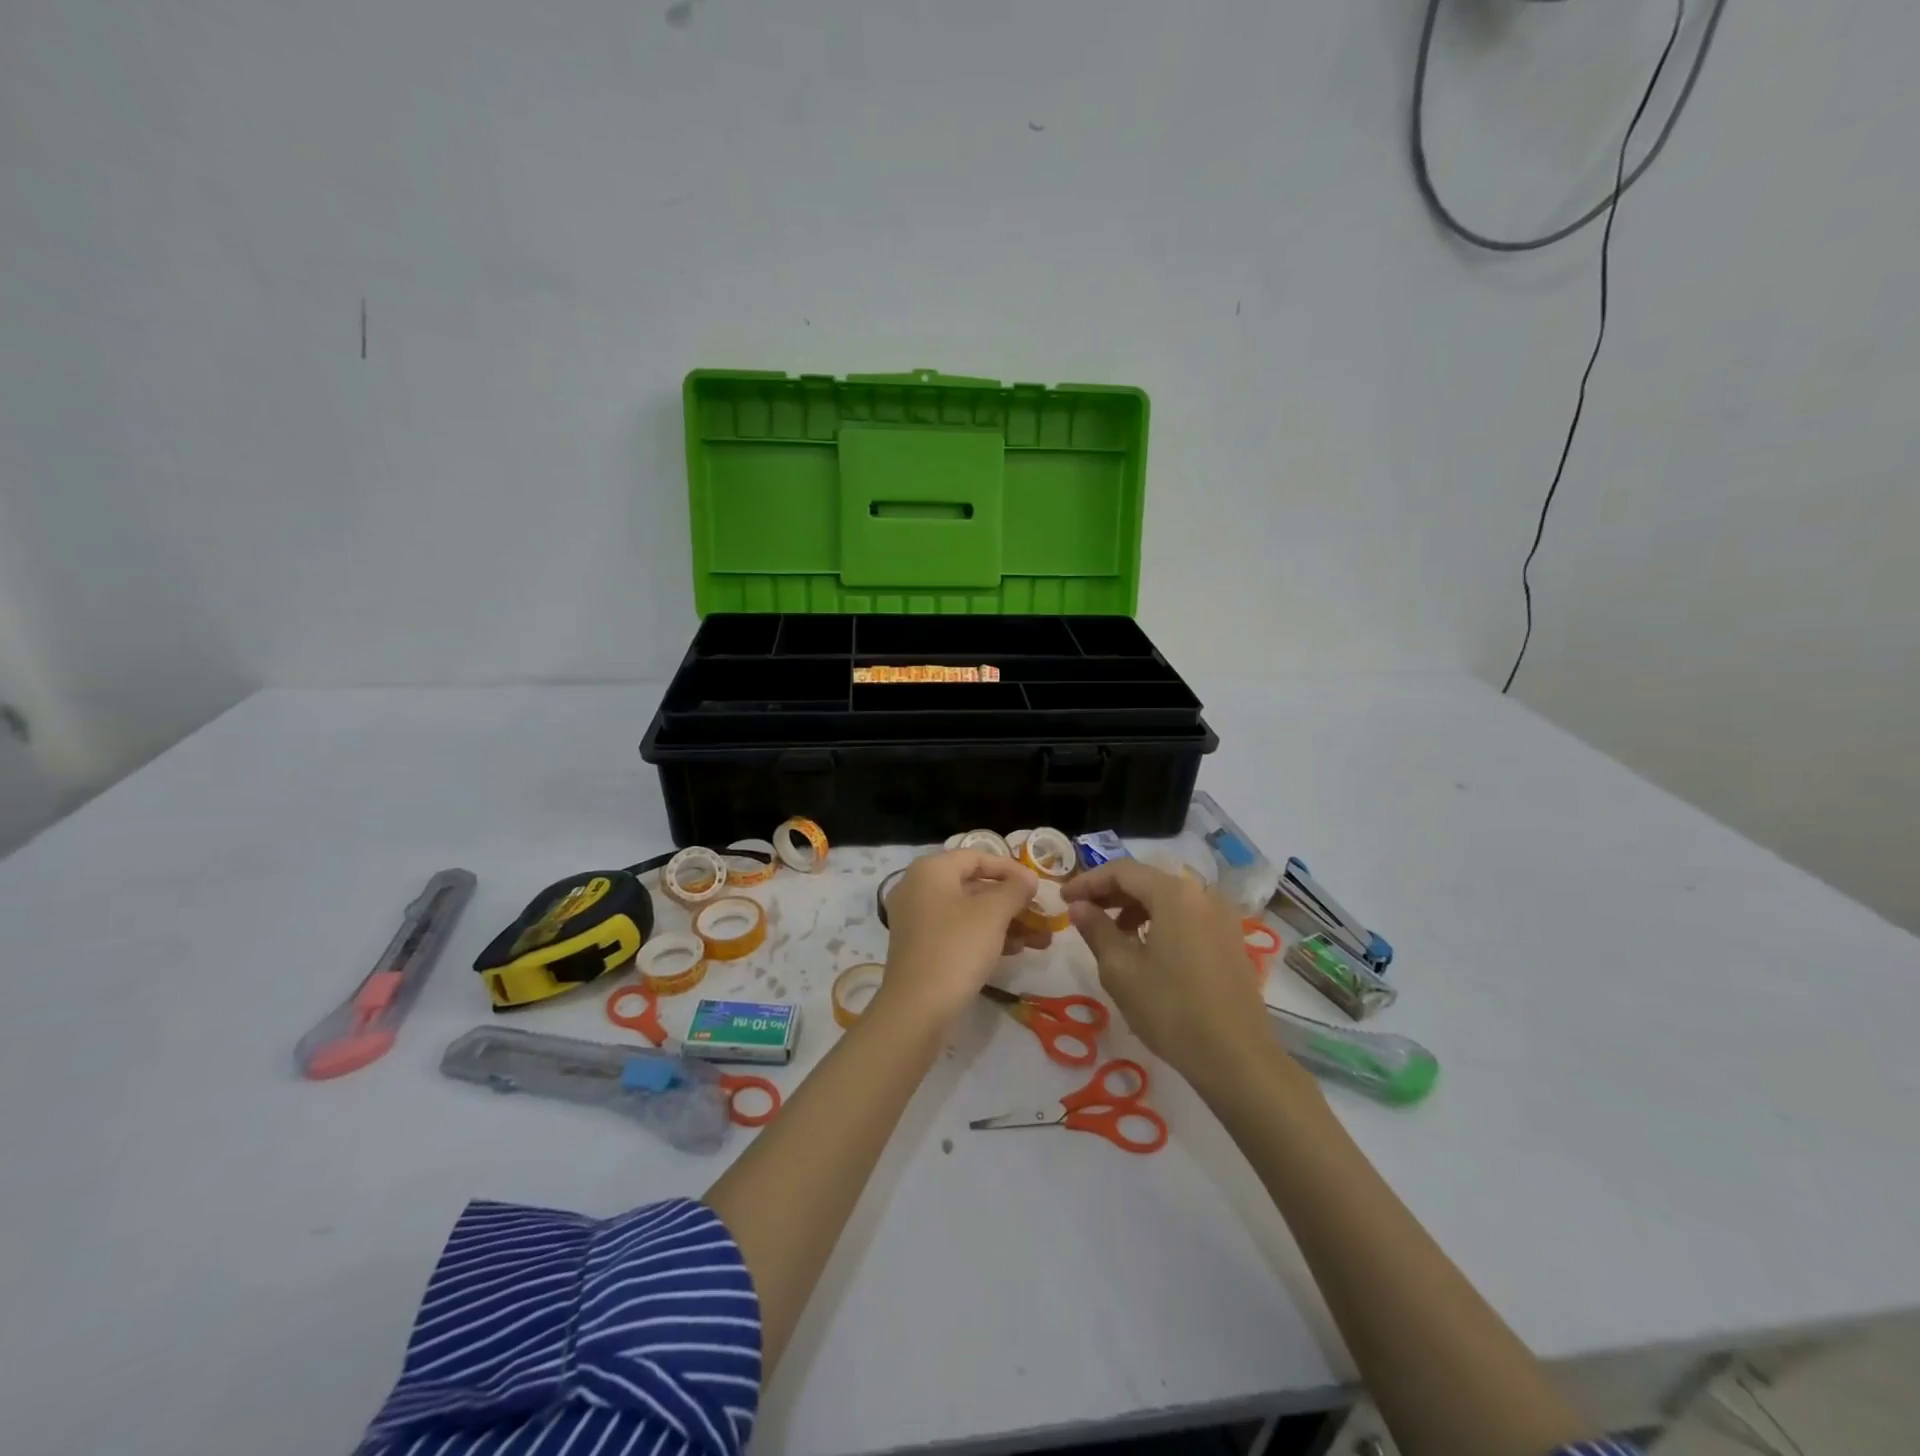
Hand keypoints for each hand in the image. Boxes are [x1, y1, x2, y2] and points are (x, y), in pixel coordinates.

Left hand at [880, 850, 1041, 1020]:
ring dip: (1006, 922)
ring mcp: (917, 919)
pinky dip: (986, 936)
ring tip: (1040, 940)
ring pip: (969, 911)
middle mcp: (918, 888)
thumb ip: (1015, 889)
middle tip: (1043, 916)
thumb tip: (1028, 878)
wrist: (917, 1008)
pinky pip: (958, 931)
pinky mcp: (921, 947)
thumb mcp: (993, 913)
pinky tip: (1016, 950)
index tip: (1038, 886)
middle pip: (974, 885)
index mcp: (931, 870)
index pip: (977, 857)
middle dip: (1013, 901)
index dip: (1011, 869)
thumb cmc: (956, 948)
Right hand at [1064, 860, 1308, 1093]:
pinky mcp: (1230, 938)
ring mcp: (1221, 916)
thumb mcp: (1120, 970)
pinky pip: (1187, 915)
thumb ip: (1096, 930)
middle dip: (1111, 893)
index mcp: (1173, 894)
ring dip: (1135, 907)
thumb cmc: (1171, 1010)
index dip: (1088, 881)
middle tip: (1082, 912)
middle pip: (1147, 879)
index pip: (1122, 871)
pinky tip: (1146, 948)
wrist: (1237, 1058)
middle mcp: (1201, 894)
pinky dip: (1160, 920)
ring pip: (1168, 897)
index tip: (1063, 899)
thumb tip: (1079, 907)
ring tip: (1112, 933)